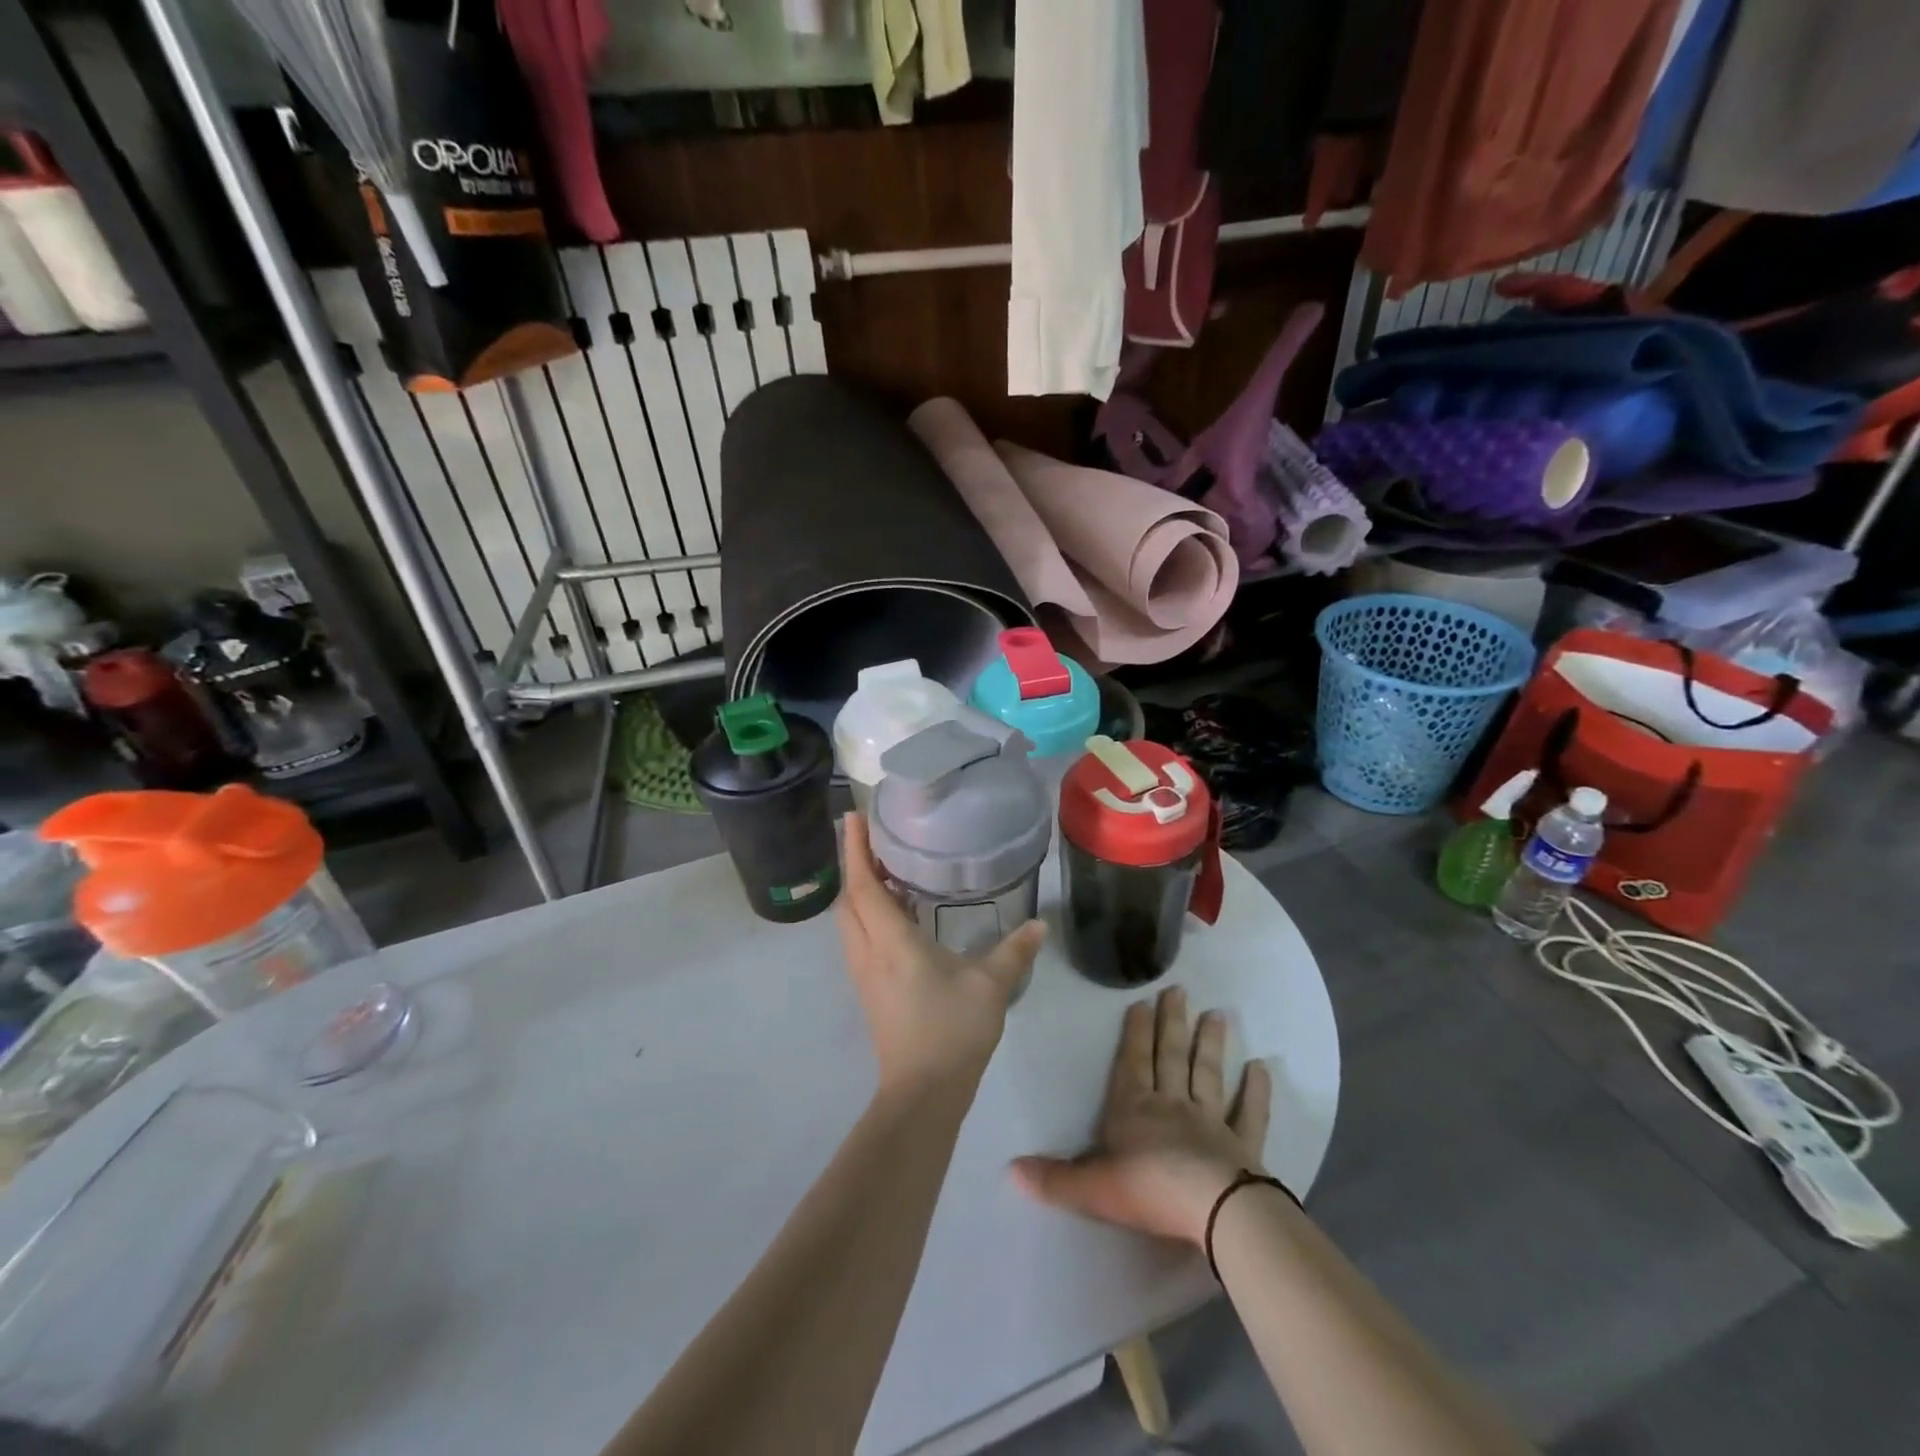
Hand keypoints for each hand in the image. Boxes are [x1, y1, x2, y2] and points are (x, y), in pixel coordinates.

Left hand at [836, 813, 1045, 1097]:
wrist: (922, 1093)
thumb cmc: (951, 1031)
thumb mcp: (990, 986)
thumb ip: (1014, 951)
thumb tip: (1039, 925)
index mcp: (890, 942)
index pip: (862, 885)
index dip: (854, 850)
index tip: (851, 817)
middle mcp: (868, 952)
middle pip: (847, 899)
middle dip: (853, 864)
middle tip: (872, 838)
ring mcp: (864, 974)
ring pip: (849, 920)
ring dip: (859, 890)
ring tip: (885, 869)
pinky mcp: (869, 990)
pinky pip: (859, 938)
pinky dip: (868, 914)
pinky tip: (896, 914)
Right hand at [1012, 987, 1271, 1246]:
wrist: (1212, 1211)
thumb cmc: (1147, 1191)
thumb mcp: (1091, 1187)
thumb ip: (1054, 1178)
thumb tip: (1010, 1170)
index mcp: (1134, 1107)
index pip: (1132, 1061)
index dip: (1135, 1032)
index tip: (1142, 1001)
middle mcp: (1172, 1104)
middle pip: (1171, 1056)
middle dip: (1172, 1023)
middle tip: (1180, 990)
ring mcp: (1210, 1121)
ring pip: (1208, 1074)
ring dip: (1211, 1044)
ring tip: (1217, 1014)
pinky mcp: (1243, 1146)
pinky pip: (1250, 1113)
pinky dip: (1257, 1090)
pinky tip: (1262, 1067)